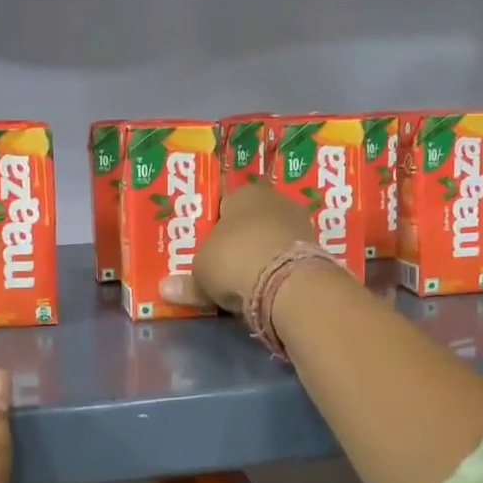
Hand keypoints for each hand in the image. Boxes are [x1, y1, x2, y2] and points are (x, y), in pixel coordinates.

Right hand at [159, 181, 316, 313]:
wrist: (289, 284)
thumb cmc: (235, 261)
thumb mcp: (201, 273)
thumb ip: (186, 281)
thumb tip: (165, 289)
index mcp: (244, 193)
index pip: (224, 204)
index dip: (213, 227)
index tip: (207, 248)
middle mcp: (275, 200)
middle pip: (251, 221)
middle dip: (240, 240)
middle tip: (225, 265)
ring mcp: (301, 223)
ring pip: (273, 238)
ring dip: (263, 255)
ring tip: (248, 280)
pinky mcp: (318, 249)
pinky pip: (289, 258)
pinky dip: (280, 269)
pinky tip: (270, 287)